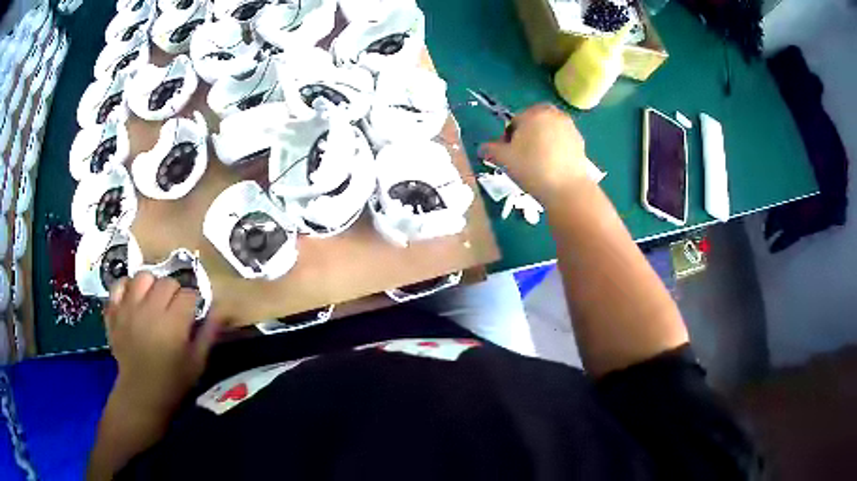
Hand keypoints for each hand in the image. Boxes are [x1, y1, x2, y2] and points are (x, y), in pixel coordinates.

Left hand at [104, 272, 221, 417]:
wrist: (141, 395)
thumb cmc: (173, 382)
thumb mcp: (197, 363)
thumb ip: (208, 334)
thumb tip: (221, 310)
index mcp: (173, 324)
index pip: (188, 295)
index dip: (194, 302)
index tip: (193, 313)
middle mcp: (150, 310)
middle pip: (167, 282)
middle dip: (175, 292)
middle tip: (175, 308)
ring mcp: (128, 309)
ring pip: (143, 277)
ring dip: (152, 285)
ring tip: (154, 299)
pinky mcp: (114, 312)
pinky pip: (119, 284)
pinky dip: (127, 286)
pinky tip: (134, 297)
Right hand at [480, 104, 591, 206]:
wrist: (567, 189)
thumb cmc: (532, 168)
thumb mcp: (504, 160)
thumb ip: (490, 150)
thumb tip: (482, 148)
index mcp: (534, 113)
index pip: (514, 121)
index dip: (509, 138)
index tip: (509, 155)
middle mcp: (554, 114)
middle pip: (534, 124)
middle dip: (527, 137)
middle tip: (523, 158)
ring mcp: (570, 128)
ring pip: (549, 133)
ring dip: (542, 143)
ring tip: (538, 165)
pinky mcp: (580, 143)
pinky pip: (562, 143)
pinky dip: (556, 151)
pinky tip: (552, 168)